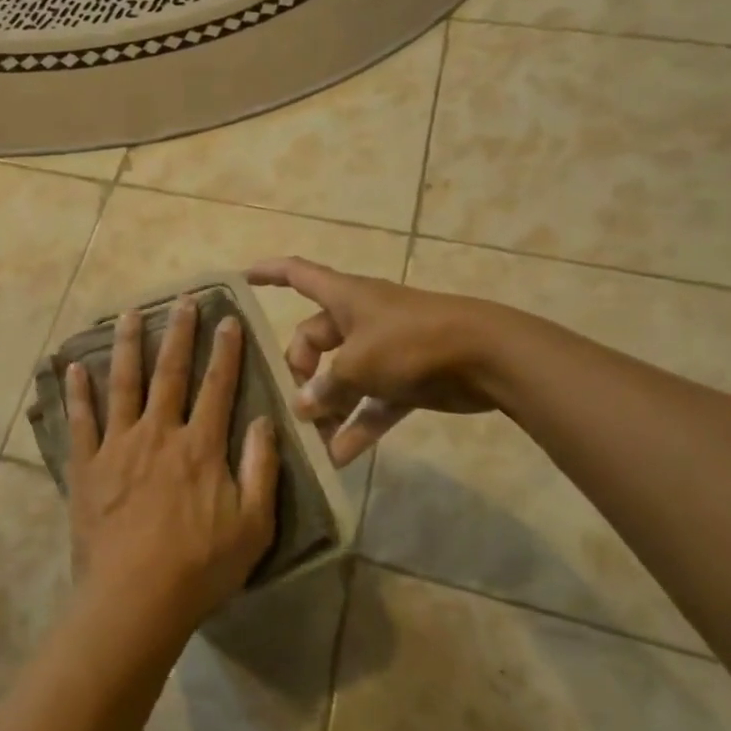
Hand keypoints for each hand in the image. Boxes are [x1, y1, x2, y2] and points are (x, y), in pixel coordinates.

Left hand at [65, 298, 279, 641]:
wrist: (135, 600)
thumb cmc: (200, 567)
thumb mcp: (253, 525)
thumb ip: (261, 469)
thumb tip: (266, 420)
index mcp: (201, 447)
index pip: (218, 387)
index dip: (225, 351)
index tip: (228, 318)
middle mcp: (159, 433)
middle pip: (170, 373)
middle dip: (179, 333)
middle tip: (182, 300)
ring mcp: (118, 446)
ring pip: (124, 383)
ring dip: (128, 345)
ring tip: (129, 312)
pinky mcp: (87, 465)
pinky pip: (81, 420)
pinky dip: (78, 392)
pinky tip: (73, 366)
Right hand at [248, 257, 499, 464]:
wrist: (487, 356)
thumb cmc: (412, 343)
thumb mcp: (358, 364)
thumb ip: (326, 387)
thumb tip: (303, 407)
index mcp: (344, 298)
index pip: (297, 274)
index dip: (269, 273)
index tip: (243, 278)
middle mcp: (360, 319)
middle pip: (314, 339)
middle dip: (301, 372)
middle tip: (296, 406)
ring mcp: (384, 349)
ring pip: (343, 376)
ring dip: (328, 406)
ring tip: (312, 441)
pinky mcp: (406, 379)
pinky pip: (372, 402)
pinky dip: (358, 425)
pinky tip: (341, 457)